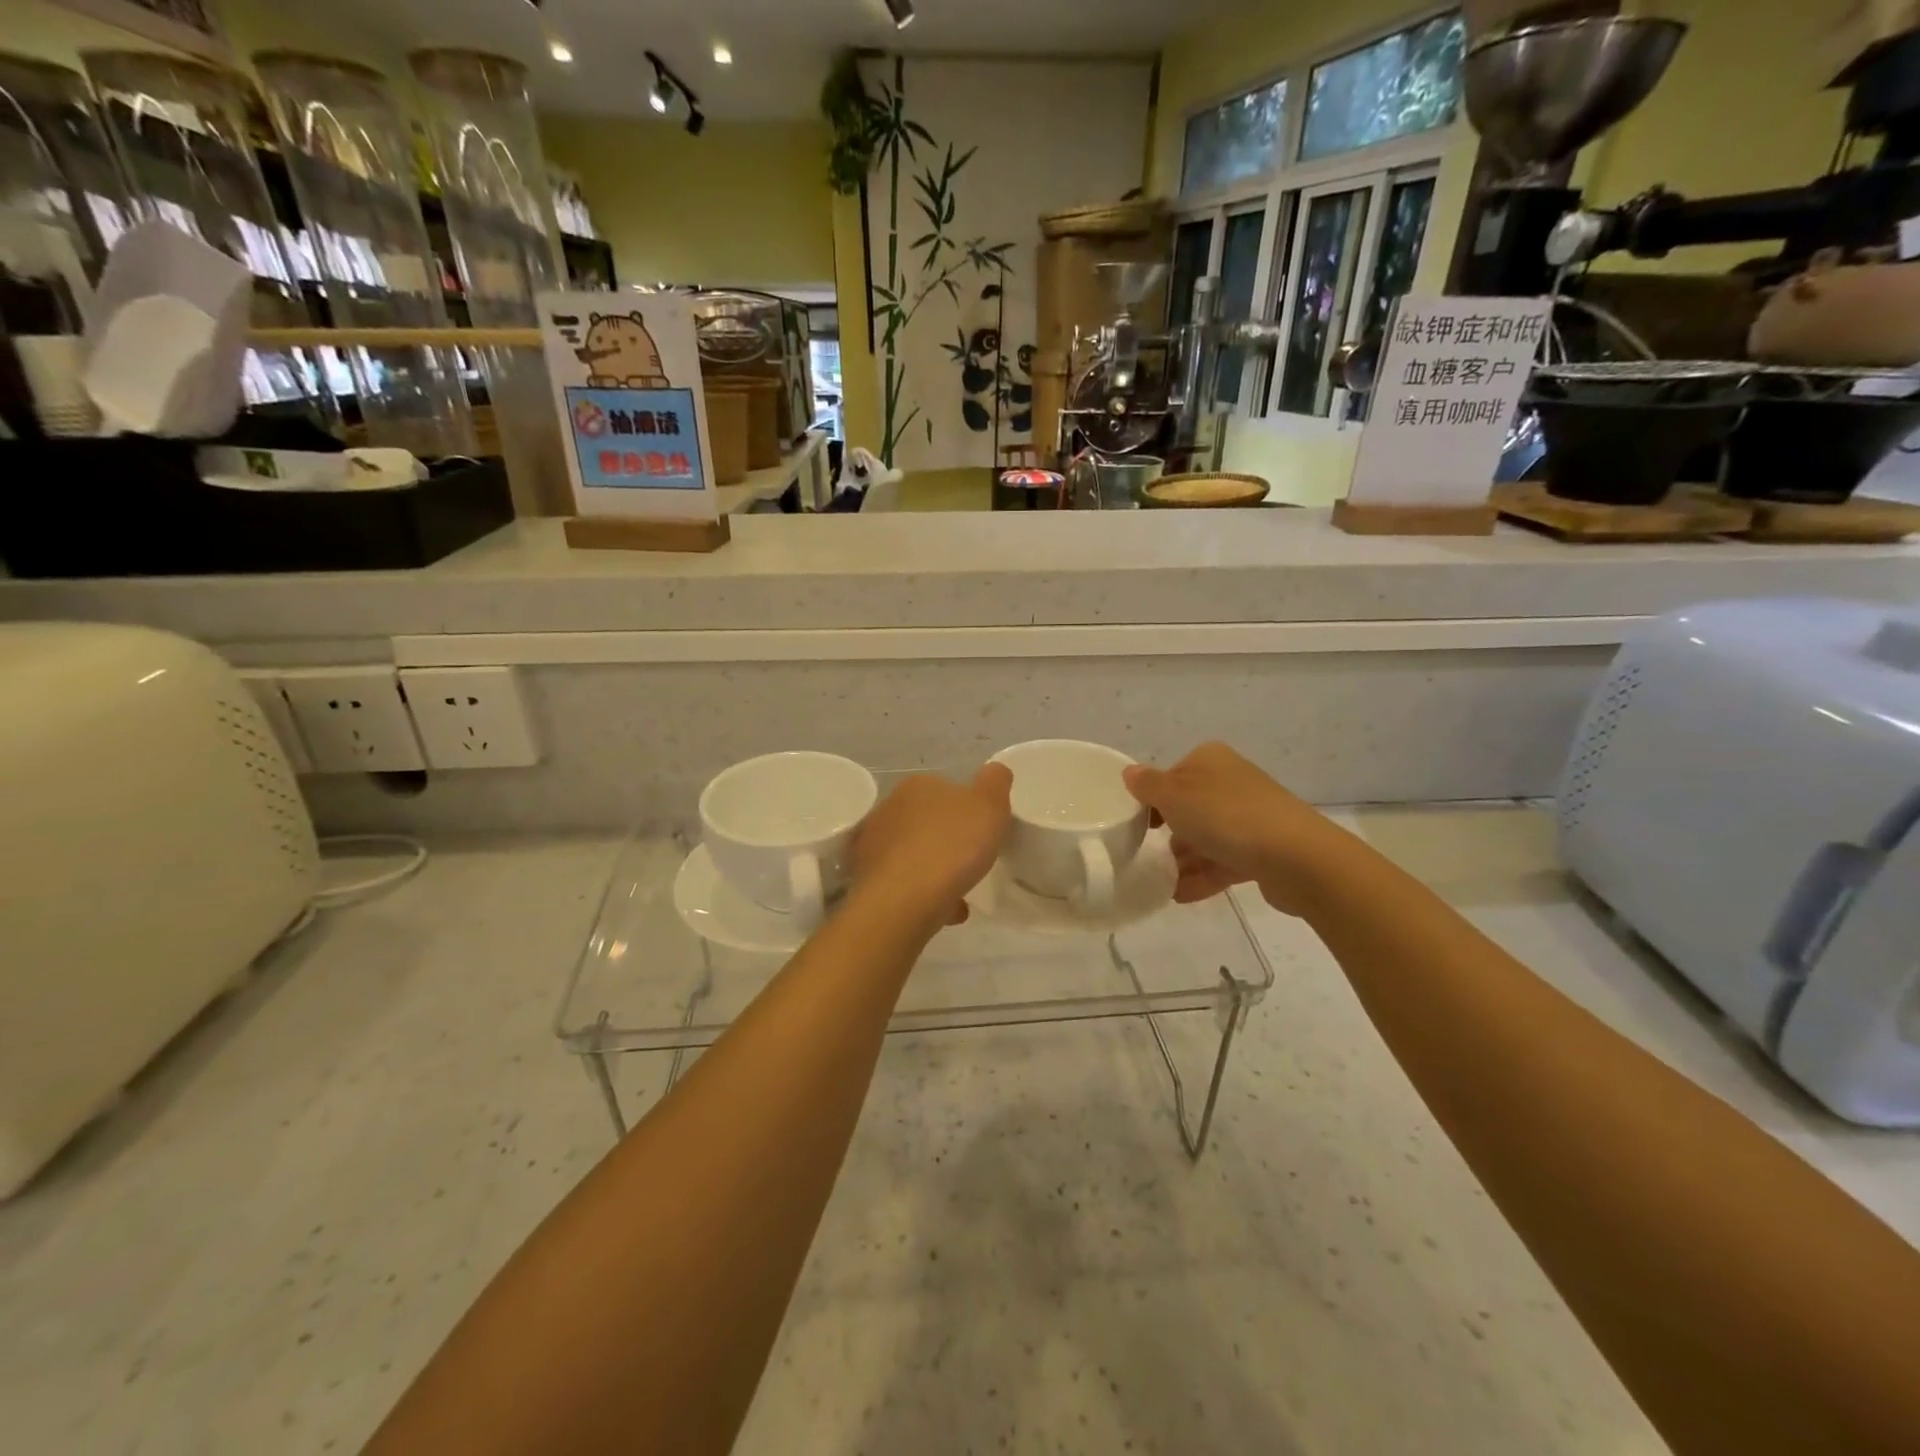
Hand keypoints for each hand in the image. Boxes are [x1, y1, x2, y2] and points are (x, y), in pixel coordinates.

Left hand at [850, 765, 1012, 928]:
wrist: (903, 901)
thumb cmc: (951, 845)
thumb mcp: (989, 805)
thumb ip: (995, 783)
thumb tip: (995, 772)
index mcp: (917, 786)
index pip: (945, 790)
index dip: (966, 810)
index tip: (982, 831)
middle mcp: (888, 809)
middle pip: (927, 822)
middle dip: (947, 841)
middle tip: (972, 861)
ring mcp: (873, 846)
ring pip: (913, 855)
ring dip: (935, 871)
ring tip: (960, 893)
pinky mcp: (866, 880)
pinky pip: (903, 885)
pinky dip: (923, 896)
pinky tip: (944, 912)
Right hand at [1122, 743, 1347, 915]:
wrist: (1296, 858)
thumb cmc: (1226, 816)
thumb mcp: (1174, 796)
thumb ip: (1148, 786)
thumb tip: (1130, 773)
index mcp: (1210, 760)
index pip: (1171, 776)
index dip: (1152, 800)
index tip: (1137, 825)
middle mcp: (1232, 782)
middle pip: (1189, 808)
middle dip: (1168, 834)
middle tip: (1144, 855)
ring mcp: (1251, 817)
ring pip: (1206, 837)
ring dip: (1183, 861)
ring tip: (1159, 884)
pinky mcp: (1263, 850)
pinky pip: (1224, 862)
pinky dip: (1202, 877)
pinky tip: (1180, 896)